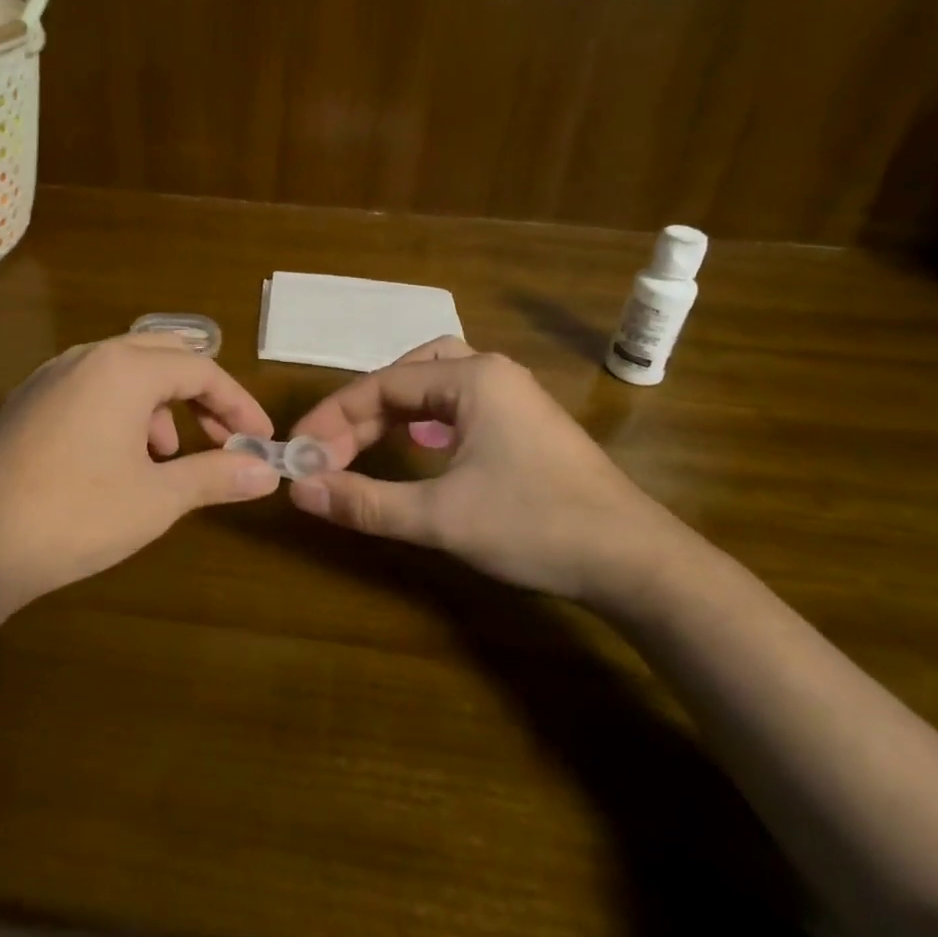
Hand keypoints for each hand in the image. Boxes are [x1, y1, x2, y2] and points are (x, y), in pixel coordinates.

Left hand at [0, 333, 280, 613]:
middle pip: (162, 355)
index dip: (237, 404)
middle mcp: (87, 357)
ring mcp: (50, 376)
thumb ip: (215, 476)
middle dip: (199, 394)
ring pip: (123, 370)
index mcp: (124, 368)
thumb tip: (267, 472)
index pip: (201, 369)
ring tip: (162, 459)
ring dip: (158, 404)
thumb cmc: (75, 514)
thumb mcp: (156, 498)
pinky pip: (90, 386)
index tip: (260, 440)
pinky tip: (114, 460)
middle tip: (219, 438)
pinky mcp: (26, 401)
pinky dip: (120, 410)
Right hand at [287, 338, 682, 602]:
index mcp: (471, 378)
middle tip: (330, 451)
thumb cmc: (536, 527)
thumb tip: (300, 490)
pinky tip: (416, 447)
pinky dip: (423, 421)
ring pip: (433, 385)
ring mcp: (513, 396)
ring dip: (392, 411)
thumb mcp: (441, 518)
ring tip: (360, 442)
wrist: (638, 564)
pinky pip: (457, 405)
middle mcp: (491, 372)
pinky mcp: (524, 423)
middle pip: (406, 376)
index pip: (382, 384)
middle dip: (362, 412)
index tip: (300, 450)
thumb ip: (365, 502)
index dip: (334, 417)